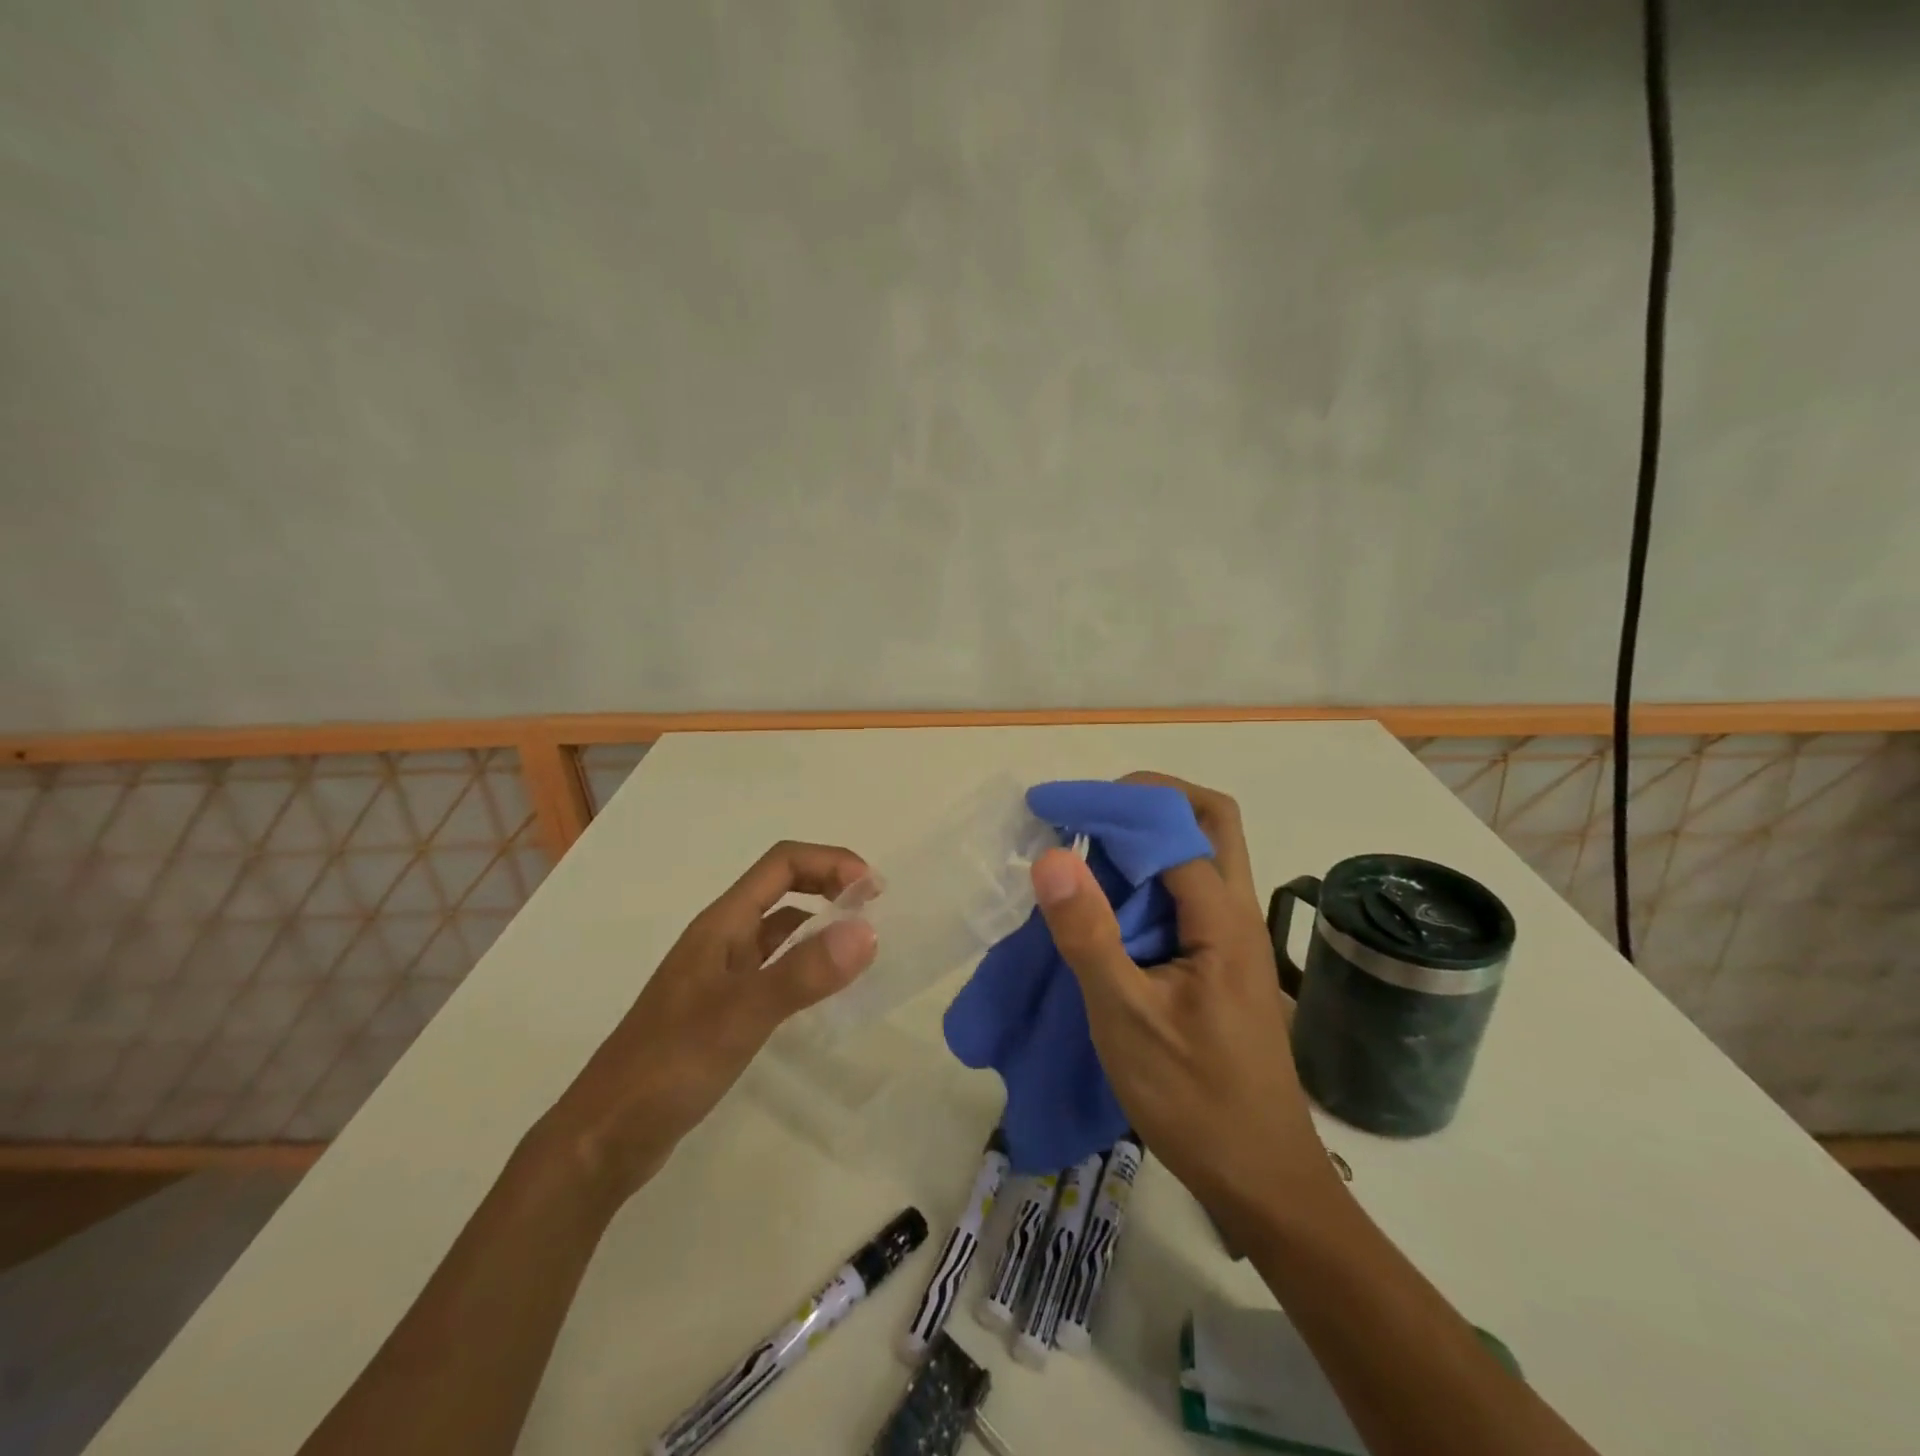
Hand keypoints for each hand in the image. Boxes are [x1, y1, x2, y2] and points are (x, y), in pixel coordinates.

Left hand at [542, 841, 876, 1204]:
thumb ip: (804, 973)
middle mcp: (721, 939)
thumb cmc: (668, 1066)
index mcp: (721, 924)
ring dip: (820, 925)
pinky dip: (805, 965)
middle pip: (782, 889)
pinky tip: (823, 992)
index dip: (830, 862)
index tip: (873, 890)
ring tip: (860, 947)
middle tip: (874, 912)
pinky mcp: (721, 1009)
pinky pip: (774, 969)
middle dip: (829, 886)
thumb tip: (867, 930)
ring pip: (779, 931)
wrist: (605, 1137)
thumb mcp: (741, 1015)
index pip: (782, 864)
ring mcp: (720, 975)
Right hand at [1029, 773, 1337, 1226]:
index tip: (1056, 809)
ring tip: (1090, 852)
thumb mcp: (1126, 1018)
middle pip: (1210, 819)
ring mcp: (1235, 936)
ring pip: (1204, 854)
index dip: (1112, 806)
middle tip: (1089, 816)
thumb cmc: (1194, 1100)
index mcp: (1222, 917)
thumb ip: (1088, 934)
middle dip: (1149, 800)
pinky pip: (1190, 892)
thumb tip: (1050, 855)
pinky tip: (1111, 906)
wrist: (1263, 1179)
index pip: (1170, 827)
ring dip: (1151, 837)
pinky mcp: (1224, 960)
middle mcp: (1238, 912)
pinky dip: (1152, 876)